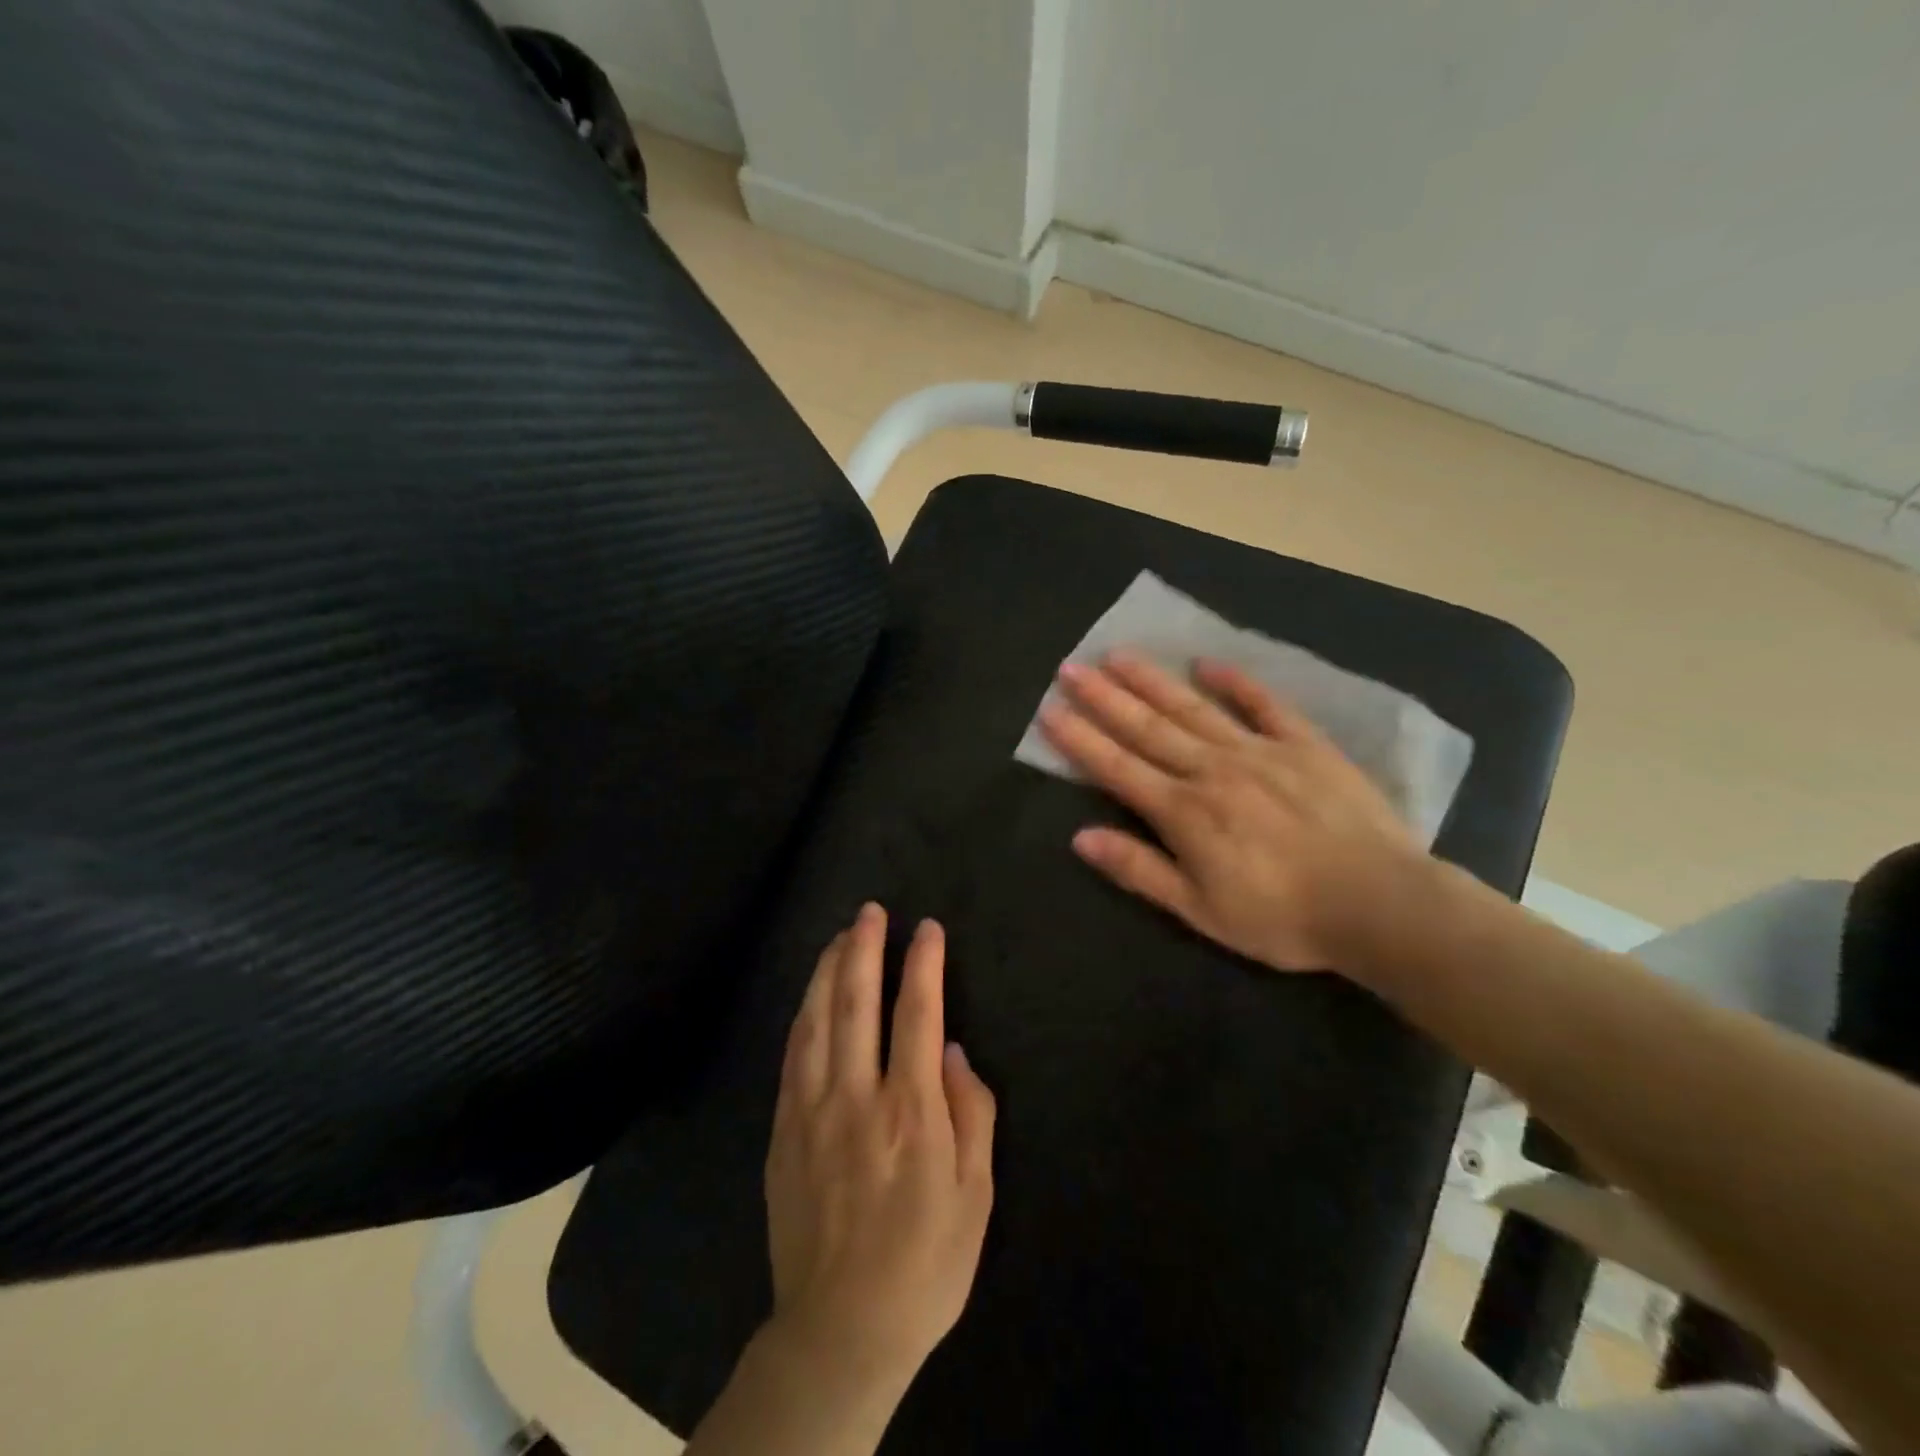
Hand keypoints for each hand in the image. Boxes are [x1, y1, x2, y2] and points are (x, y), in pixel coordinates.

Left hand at [764, 904, 995, 1396]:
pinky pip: (792, 1055)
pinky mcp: (784, 1130)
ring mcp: (812, 1111)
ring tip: (842, 935)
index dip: (923, 965)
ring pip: (818, 1020)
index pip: (917, 1016)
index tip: (927, 929)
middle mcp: (857, 1098)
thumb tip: (956, 1053)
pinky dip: (804, 1014)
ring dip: (830, 970)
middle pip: (858, 1004)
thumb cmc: (925, 1263)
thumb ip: (973, 1117)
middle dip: (865, 949)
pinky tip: (811, 995)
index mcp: (911, 1112)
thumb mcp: (977, 1198)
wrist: (840, 1330)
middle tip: (871, 910)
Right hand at [1039, 651, 1424, 972]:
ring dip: (1153, 681)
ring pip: (1193, 708)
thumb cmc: (1282, 917)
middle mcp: (1212, 770)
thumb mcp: (1201, 910)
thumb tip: (1081, 838)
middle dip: (1104, 697)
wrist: (1380, 904)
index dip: (1080, 740)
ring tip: (1119, 654)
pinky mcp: (1304, 745)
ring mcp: (1259, 751)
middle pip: (1148, 728)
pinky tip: (1209, 663)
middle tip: (1071, 667)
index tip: (1050, 711)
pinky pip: (1265, 705)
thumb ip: (1140, 870)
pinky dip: (1236, 683)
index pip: (1117, 768)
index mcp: (1184, 812)